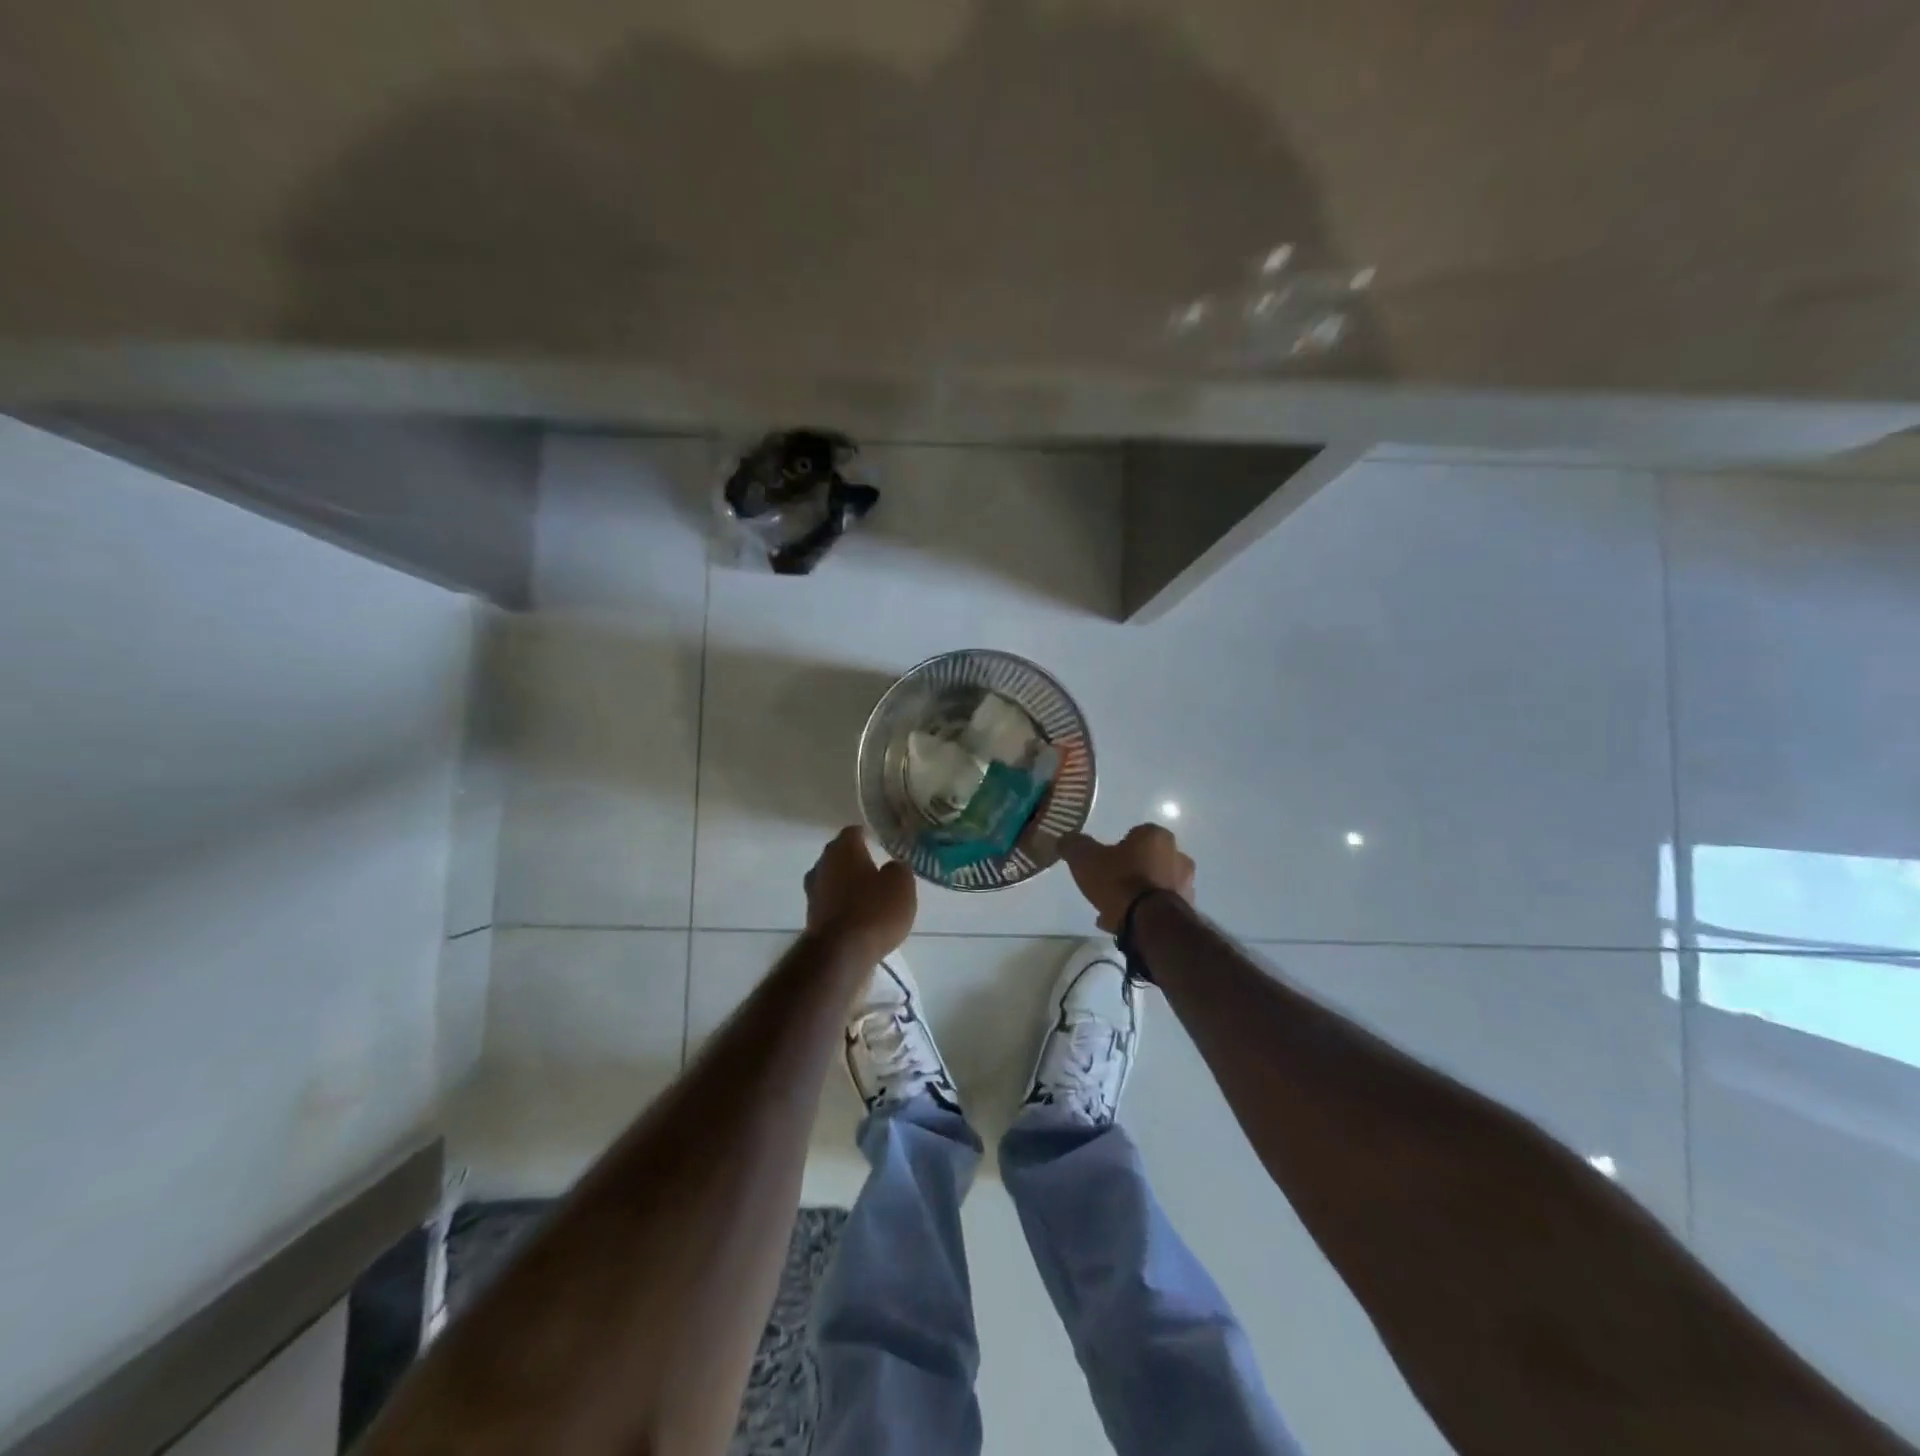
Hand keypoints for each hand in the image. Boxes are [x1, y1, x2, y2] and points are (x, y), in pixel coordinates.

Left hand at [805, 826, 917, 956]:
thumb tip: (893, 866)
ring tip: (868, 894)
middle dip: (855, 860)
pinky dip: (843, 906)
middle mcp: (822, 865)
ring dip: (847, 884)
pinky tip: (858, 916)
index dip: (866, 835)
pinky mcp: (812, 918)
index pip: (853, 832)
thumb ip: (898, 869)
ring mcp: (813, 893)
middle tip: (875, 867)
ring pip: (832, 880)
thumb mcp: (901, 885)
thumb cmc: (874, 910)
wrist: (841, 954)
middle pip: (838, 855)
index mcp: (843, 849)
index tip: (878, 841)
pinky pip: (830, 903)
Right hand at [1060, 824, 1195, 932]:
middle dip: (1130, 871)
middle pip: (1147, 860)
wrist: (1151, 925)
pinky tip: (1125, 924)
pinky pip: (1159, 907)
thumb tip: (1067, 839)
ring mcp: (1186, 885)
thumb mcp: (1085, 859)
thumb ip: (1074, 845)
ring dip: (1138, 894)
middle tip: (1108, 887)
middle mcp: (1178, 855)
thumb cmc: (1119, 883)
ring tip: (1114, 911)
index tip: (1103, 864)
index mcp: (1156, 836)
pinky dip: (1145, 913)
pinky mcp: (1187, 911)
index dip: (1117, 849)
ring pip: (1154, 885)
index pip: (1135, 835)